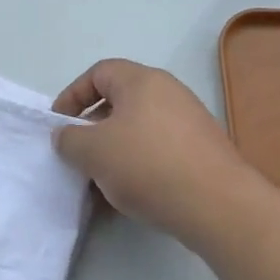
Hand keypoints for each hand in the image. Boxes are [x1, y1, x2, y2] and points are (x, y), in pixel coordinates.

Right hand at [52, 60, 258, 245]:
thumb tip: (66, 136)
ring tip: (102, 180)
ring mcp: (190, 121)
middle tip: (79, 154)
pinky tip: (133, 194)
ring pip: (139, 128)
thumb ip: (70, 139)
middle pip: (120, 101)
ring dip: (116, 150)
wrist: (219, 206)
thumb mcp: (93, 152)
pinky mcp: (204, 151)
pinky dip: (140, 165)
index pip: (98, 73)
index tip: (60, 125)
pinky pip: (160, 149)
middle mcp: (168, 91)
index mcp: (141, 80)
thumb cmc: (148, 166)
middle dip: (94, 127)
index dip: (73, 95)